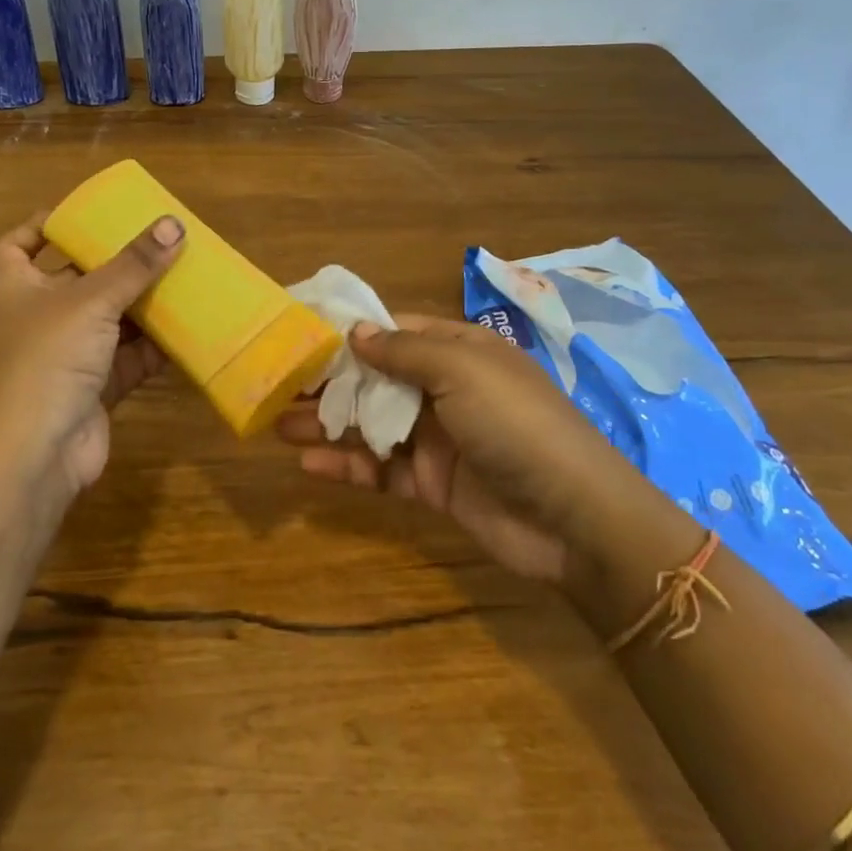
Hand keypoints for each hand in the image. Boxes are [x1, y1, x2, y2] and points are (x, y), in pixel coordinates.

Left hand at [0, 211, 185, 500]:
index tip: (78, 216)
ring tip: (181, 277)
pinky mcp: (92, 390)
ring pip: (107, 321)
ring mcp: (64, 357)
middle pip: (75, 280)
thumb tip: (174, 225)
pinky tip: (187, 330)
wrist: (31, 457)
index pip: (16, 246)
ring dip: (141, 305)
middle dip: (113, 264)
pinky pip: (127, 359)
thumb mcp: (90, 300)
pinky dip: (153, 347)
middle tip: (154, 242)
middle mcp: (36, 319)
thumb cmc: (46, 359)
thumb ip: (134, 264)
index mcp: (15, 287)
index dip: (40, 228)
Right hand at [277, 314, 621, 582]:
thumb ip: (403, 350)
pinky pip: (380, 469)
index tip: (301, 332)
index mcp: (457, 350)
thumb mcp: (462, 370)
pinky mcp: (431, 484)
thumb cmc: (516, 424)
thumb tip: (353, 330)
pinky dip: (346, 464)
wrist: (575, 519)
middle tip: (276, 382)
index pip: (393, 331)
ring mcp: (437, 438)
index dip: (349, 331)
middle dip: (329, 379)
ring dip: (328, 421)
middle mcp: (444, 388)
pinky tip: (308, 463)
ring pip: (371, 423)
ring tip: (277, 421)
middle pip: (374, 377)